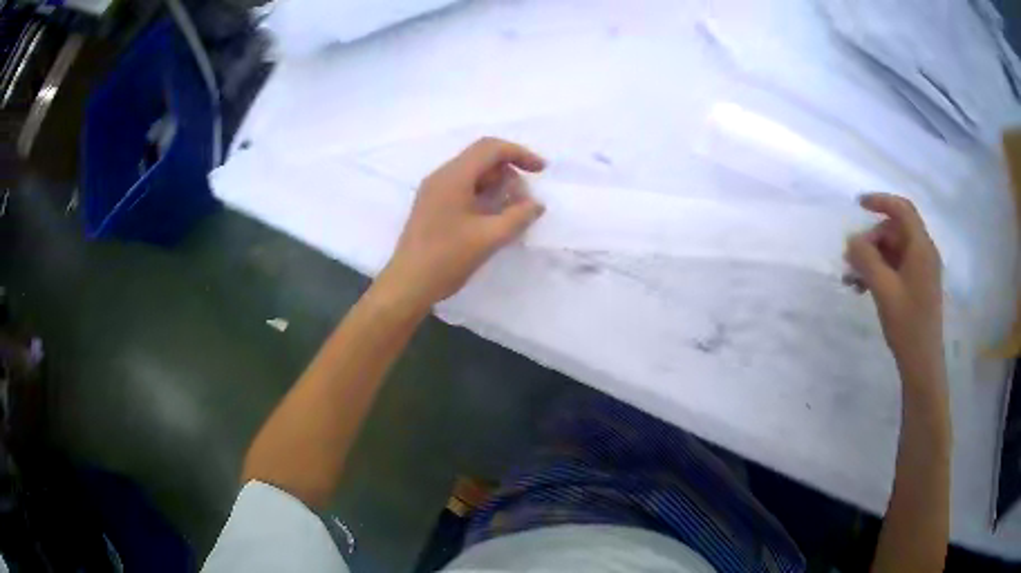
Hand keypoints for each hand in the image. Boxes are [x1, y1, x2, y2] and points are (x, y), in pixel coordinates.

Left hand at [376, 138, 545, 308]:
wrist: (407, 284)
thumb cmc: (447, 259)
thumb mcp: (489, 238)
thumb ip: (518, 217)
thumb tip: (536, 204)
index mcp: (453, 177)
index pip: (490, 148)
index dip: (519, 153)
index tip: (540, 171)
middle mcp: (442, 176)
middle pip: (482, 159)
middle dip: (509, 173)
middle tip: (523, 202)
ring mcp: (434, 190)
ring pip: (473, 174)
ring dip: (496, 186)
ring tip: (511, 213)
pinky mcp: (432, 205)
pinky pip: (462, 188)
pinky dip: (482, 195)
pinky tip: (492, 219)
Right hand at [845, 193, 943, 366]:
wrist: (922, 363)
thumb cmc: (907, 325)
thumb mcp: (883, 290)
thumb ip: (867, 260)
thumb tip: (851, 240)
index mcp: (921, 248)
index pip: (902, 209)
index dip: (880, 201)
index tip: (858, 205)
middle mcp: (924, 253)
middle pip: (895, 231)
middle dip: (871, 240)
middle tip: (850, 260)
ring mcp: (922, 270)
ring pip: (893, 250)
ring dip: (872, 259)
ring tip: (852, 279)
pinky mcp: (917, 285)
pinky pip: (896, 267)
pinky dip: (880, 272)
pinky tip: (863, 287)